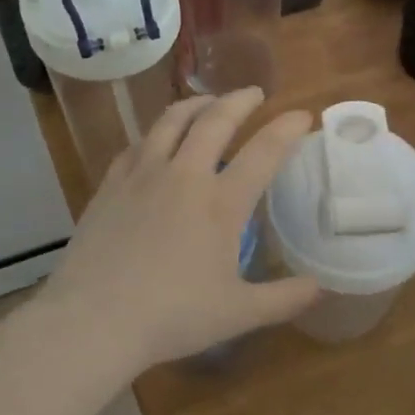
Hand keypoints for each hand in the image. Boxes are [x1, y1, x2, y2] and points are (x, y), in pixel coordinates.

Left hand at [37, 89, 319, 367]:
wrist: (93, 320)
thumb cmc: (172, 317)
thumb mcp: (239, 313)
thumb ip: (285, 298)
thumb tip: (321, 287)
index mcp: (221, 202)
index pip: (264, 151)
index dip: (287, 128)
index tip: (302, 115)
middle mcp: (184, 175)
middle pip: (216, 120)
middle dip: (240, 100)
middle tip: (254, 93)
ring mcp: (142, 175)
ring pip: (171, 121)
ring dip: (196, 104)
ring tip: (208, 102)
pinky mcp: (110, 185)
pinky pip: (138, 144)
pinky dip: (157, 133)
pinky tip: (157, 140)